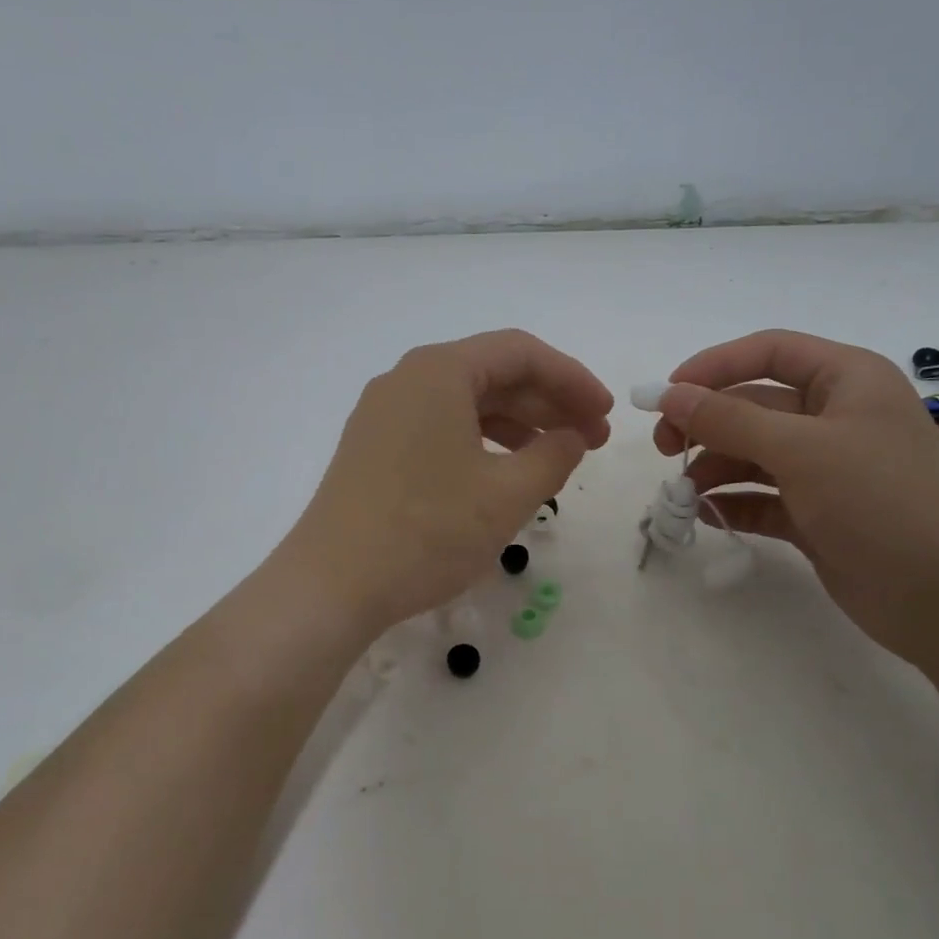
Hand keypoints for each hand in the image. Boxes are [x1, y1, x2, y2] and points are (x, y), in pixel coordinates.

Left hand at [282, 329, 612, 636]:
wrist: (332, 585)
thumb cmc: (428, 532)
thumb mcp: (507, 494)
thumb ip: (554, 455)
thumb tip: (571, 436)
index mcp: (439, 371)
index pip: (521, 353)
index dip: (572, 378)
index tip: (605, 412)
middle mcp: (407, 379)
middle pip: (492, 373)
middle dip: (548, 402)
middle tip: (592, 439)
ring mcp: (384, 413)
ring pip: (466, 401)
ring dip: (518, 422)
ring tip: (556, 456)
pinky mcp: (374, 447)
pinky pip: (440, 425)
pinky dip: (482, 440)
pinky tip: (505, 470)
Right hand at [654, 329, 938, 658]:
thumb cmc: (880, 500)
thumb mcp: (801, 449)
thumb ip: (729, 420)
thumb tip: (669, 395)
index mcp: (846, 380)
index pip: (769, 352)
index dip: (715, 365)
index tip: (667, 393)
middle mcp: (835, 417)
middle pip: (753, 406)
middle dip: (706, 424)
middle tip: (663, 448)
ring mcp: (826, 468)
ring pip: (752, 454)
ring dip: (713, 467)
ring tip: (680, 492)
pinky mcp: (816, 514)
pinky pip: (761, 497)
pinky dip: (732, 502)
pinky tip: (706, 515)